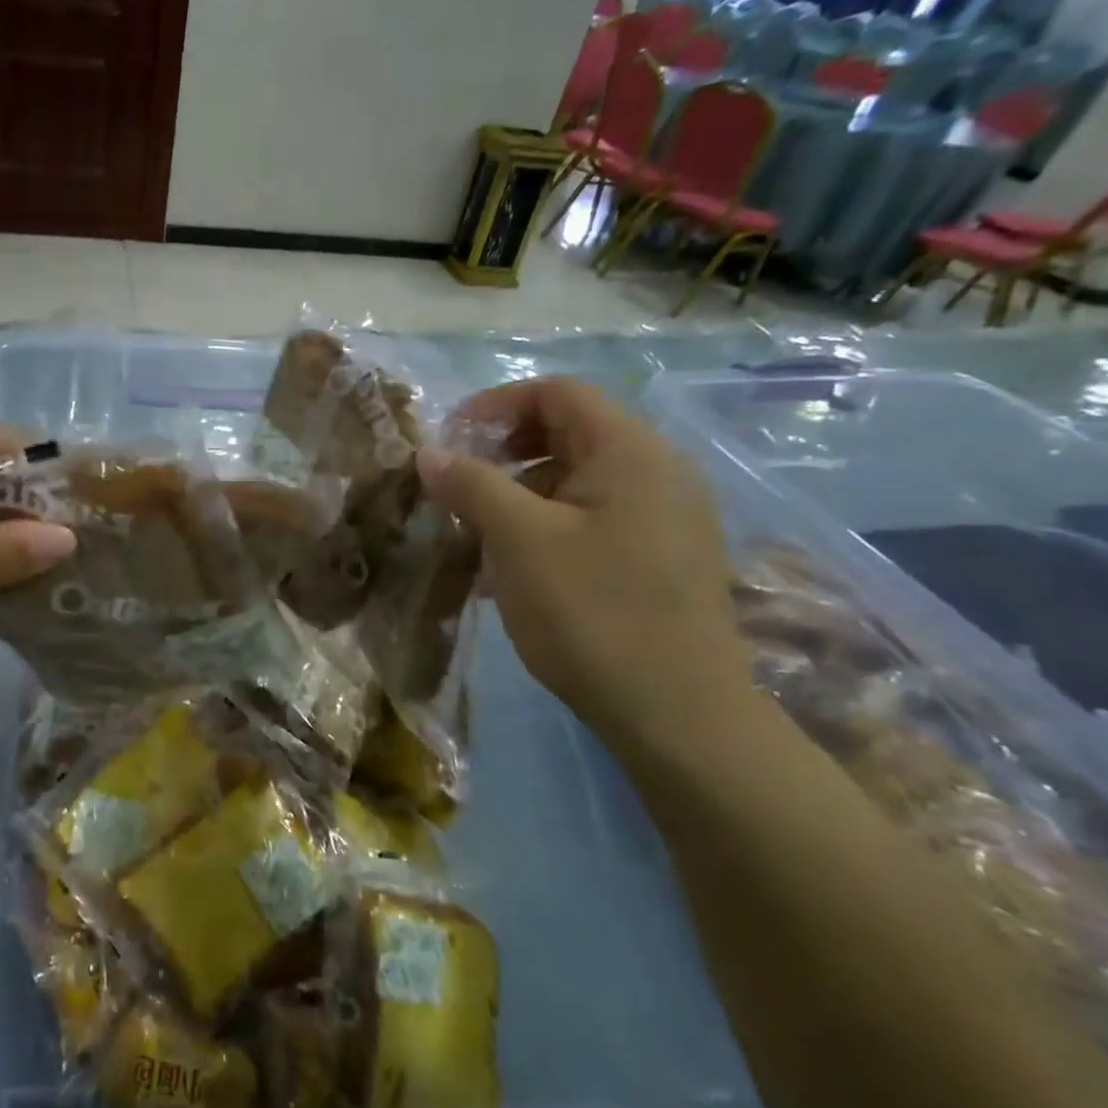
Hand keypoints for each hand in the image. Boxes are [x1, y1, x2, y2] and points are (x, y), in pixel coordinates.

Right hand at [418, 377, 755, 753]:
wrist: (677, 715)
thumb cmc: (592, 610)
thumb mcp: (517, 539)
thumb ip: (471, 484)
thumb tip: (429, 452)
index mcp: (629, 450)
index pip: (556, 392)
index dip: (495, 405)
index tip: (449, 442)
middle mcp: (657, 470)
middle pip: (567, 433)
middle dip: (502, 455)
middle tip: (458, 490)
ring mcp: (664, 517)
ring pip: (575, 481)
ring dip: (517, 497)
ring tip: (476, 541)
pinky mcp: (661, 558)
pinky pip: (592, 519)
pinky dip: (546, 528)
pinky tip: (511, 573)